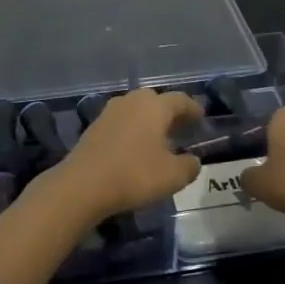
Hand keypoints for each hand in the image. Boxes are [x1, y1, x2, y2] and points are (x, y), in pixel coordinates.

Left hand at [50, 87, 202, 220]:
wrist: (83, 184)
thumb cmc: (134, 174)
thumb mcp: (172, 176)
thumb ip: (189, 166)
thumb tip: (193, 160)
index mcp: (155, 106)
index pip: (180, 100)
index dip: (193, 108)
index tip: (201, 117)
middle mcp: (132, 101)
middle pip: (156, 100)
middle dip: (170, 112)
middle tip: (181, 127)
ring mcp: (110, 112)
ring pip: (136, 110)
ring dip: (149, 121)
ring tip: (159, 138)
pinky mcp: (94, 126)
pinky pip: (122, 122)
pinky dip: (133, 130)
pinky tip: (135, 147)